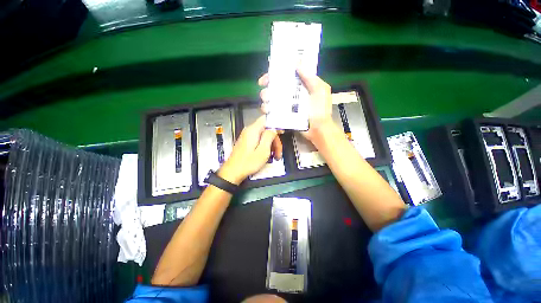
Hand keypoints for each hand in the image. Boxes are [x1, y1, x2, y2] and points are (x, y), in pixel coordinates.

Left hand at [218, 116, 279, 184]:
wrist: (233, 172)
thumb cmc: (248, 163)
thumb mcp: (263, 150)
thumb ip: (269, 136)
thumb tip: (274, 128)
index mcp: (253, 130)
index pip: (266, 119)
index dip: (275, 124)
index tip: (281, 133)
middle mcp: (249, 131)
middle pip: (266, 130)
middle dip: (274, 140)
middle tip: (278, 152)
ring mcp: (247, 137)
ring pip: (263, 136)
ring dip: (271, 145)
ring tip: (274, 156)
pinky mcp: (246, 143)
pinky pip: (258, 141)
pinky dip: (265, 147)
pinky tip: (267, 155)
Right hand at [258, 68, 334, 142]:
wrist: (318, 130)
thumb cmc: (321, 111)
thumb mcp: (320, 91)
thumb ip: (310, 77)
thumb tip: (297, 62)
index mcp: (299, 86)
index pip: (284, 77)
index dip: (274, 75)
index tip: (266, 78)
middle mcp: (291, 95)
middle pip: (274, 89)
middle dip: (266, 90)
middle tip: (266, 95)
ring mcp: (286, 107)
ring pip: (270, 101)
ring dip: (265, 101)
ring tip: (267, 105)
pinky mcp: (283, 117)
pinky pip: (272, 113)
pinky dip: (267, 112)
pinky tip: (267, 112)